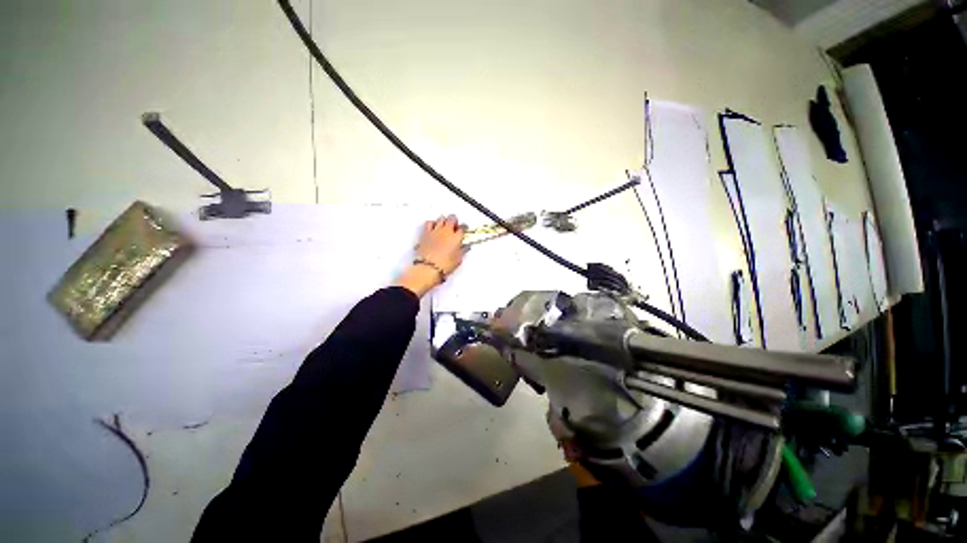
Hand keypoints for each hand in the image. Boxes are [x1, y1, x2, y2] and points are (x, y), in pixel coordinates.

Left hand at [395, 215, 464, 297]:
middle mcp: (446, 231)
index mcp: (456, 238)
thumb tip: (465, 247)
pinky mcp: (426, 233)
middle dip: (454, 221)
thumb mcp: (458, 260)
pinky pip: (429, 223)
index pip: (462, 228)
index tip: (463, 231)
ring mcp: (435, 231)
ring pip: (441, 218)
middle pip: (452, 219)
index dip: (463, 229)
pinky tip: (433, 227)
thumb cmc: (444, 265)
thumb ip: (462, 251)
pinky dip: (432, 223)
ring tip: (445, 225)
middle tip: (455, 226)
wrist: (428, 267)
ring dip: (444, 220)